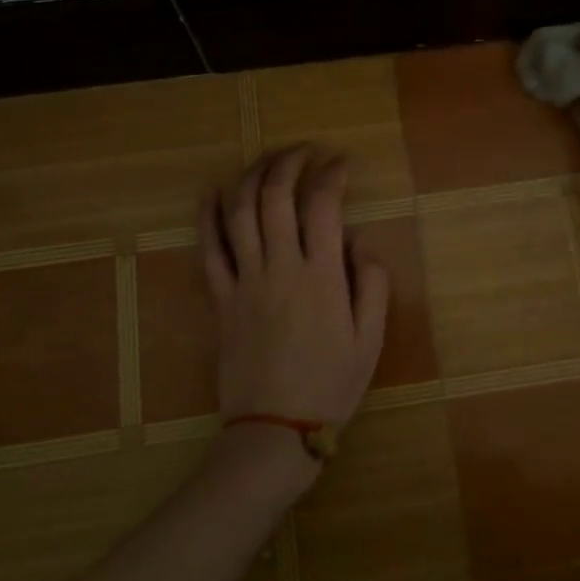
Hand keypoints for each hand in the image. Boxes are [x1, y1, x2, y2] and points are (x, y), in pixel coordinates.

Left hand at [202, 145, 389, 429]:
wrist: (275, 430)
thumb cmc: (331, 385)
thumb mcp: (370, 339)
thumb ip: (372, 283)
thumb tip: (359, 240)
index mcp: (321, 276)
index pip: (323, 205)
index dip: (331, 174)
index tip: (341, 162)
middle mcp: (280, 267)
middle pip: (276, 196)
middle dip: (290, 162)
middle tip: (304, 151)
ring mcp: (245, 280)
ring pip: (240, 212)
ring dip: (252, 176)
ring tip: (267, 160)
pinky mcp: (220, 298)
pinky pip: (209, 249)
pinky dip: (208, 216)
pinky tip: (213, 192)